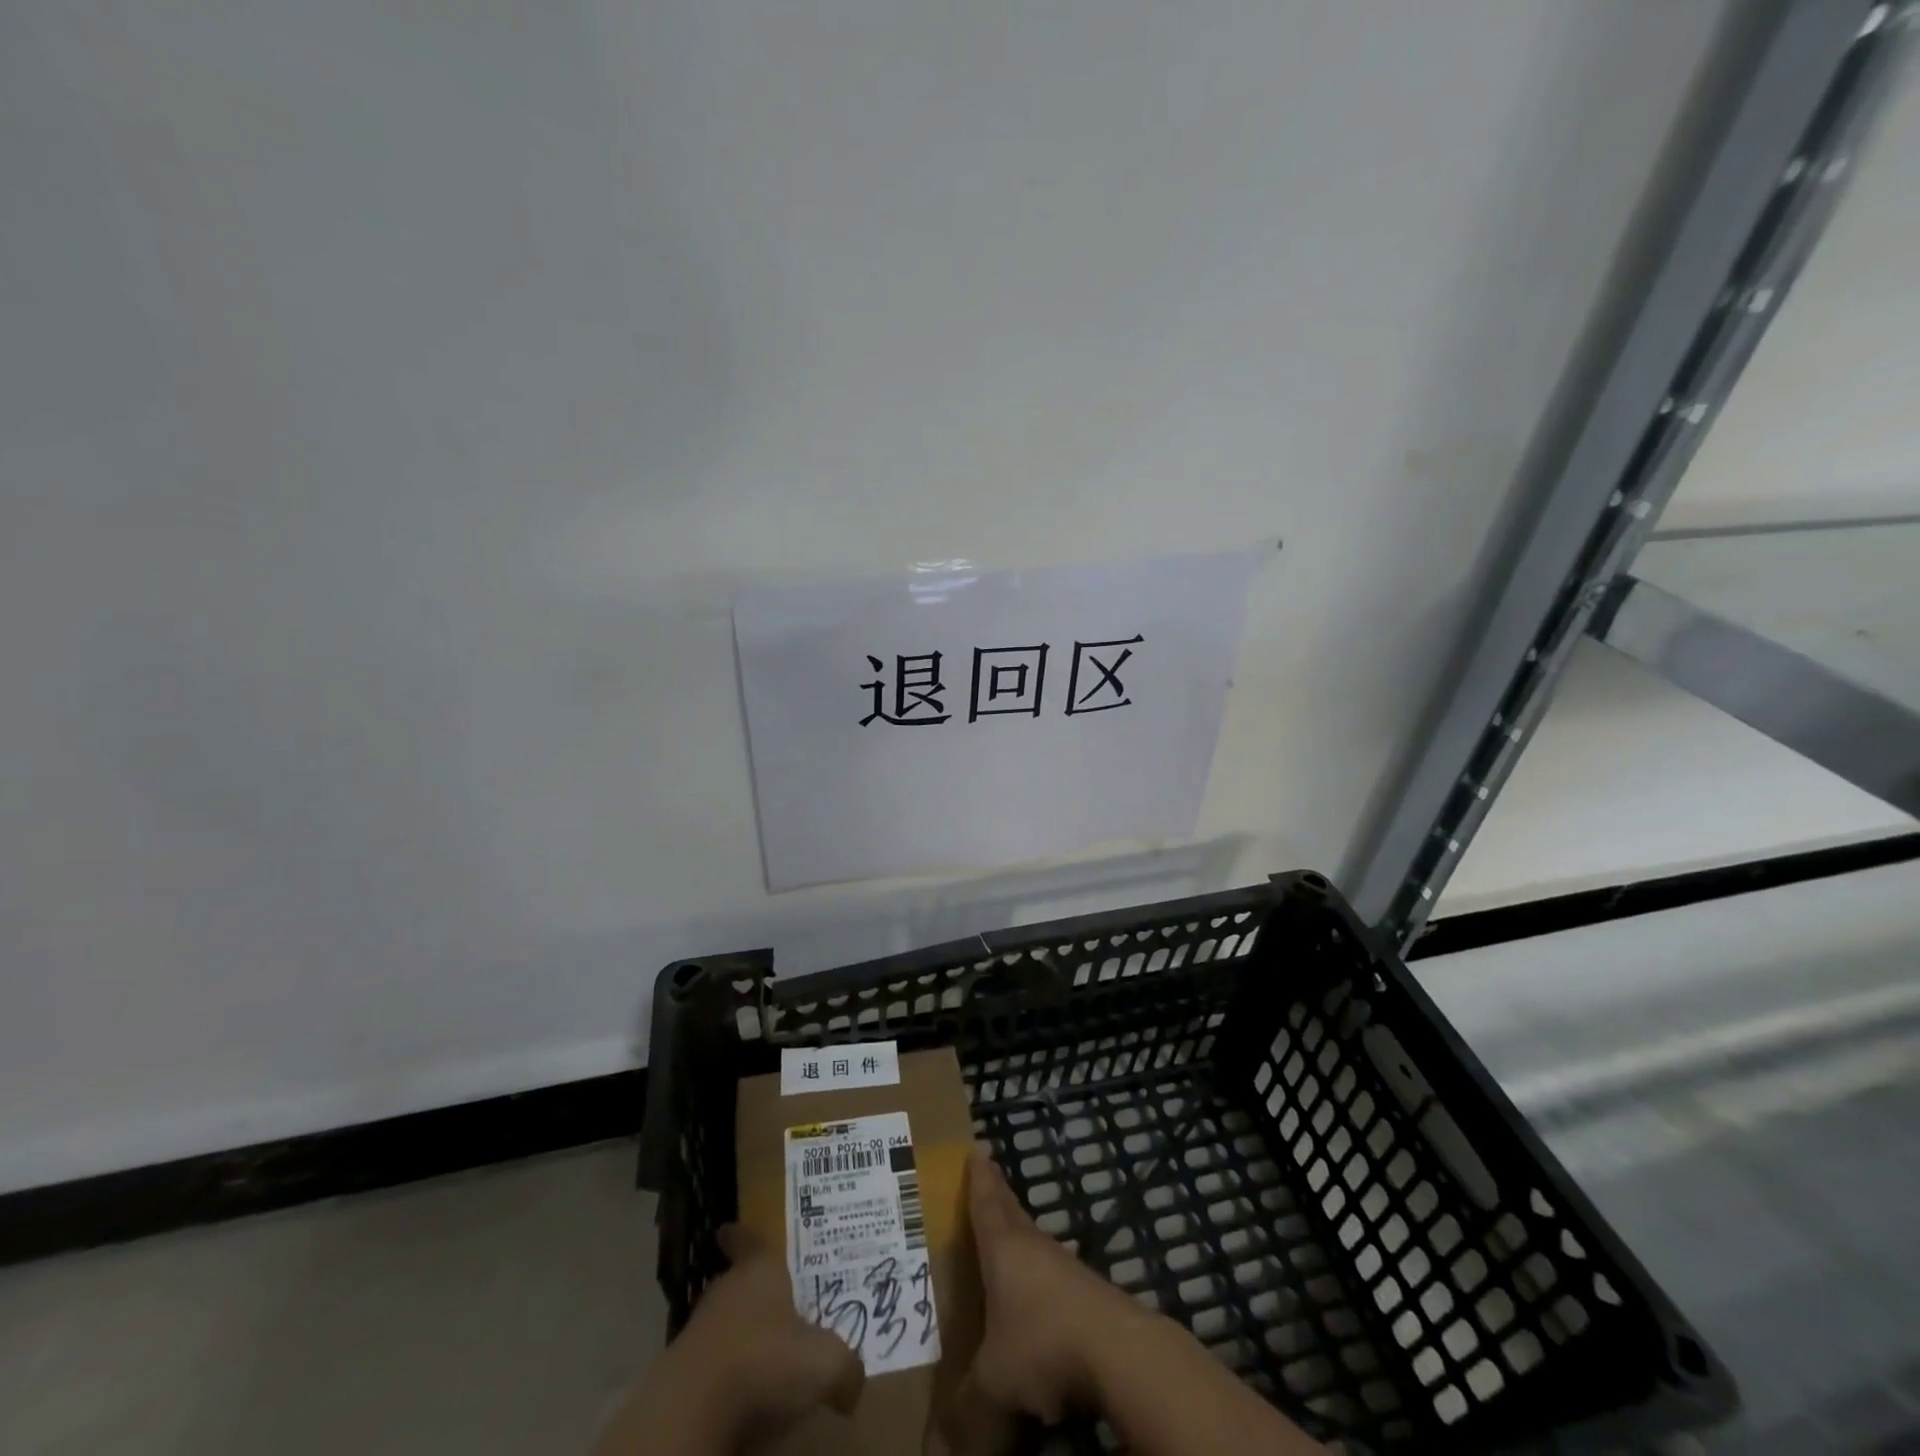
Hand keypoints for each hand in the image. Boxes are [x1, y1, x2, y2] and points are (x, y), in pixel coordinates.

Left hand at [594, 1224, 862, 1455]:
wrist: (691, 1414)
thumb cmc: (764, 1362)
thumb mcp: (825, 1363)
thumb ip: (846, 1366)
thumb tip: (853, 1383)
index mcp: (759, 1271)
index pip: (750, 1241)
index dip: (742, 1235)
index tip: (726, 1228)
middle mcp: (726, 1291)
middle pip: (738, 1282)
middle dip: (754, 1292)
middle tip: (777, 1302)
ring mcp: (698, 1332)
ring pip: (724, 1324)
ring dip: (740, 1336)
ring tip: (764, 1354)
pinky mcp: (679, 1375)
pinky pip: (711, 1365)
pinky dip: (725, 1374)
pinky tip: (742, 1394)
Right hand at [952, 1149, 1154, 1425]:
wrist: (1118, 1353)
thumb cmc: (1043, 1344)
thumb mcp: (993, 1383)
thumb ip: (964, 1410)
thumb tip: (938, 1448)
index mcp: (1004, 1249)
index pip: (986, 1205)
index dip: (979, 1180)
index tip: (978, 1150)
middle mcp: (1035, 1248)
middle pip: (1013, 1214)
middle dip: (999, 1198)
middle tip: (989, 1177)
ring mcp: (1066, 1270)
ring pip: (1036, 1245)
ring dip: (1022, 1239)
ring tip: (1010, 1240)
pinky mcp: (1090, 1297)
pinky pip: (1055, 1278)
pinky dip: (1041, 1279)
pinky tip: (1040, 1301)